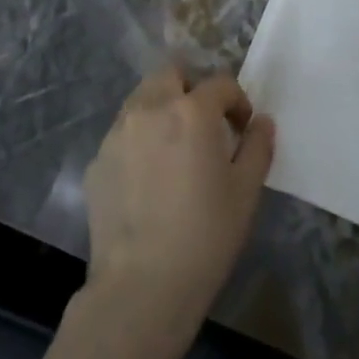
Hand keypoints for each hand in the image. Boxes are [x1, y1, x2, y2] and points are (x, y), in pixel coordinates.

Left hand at [81, 67, 275, 348]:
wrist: (141, 286)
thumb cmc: (205, 235)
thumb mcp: (246, 191)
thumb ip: (257, 146)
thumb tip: (261, 122)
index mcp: (191, 111)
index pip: (220, 83)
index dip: (237, 102)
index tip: (242, 129)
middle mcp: (149, 109)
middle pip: (171, 73)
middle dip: (192, 88)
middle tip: (205, 124)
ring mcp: (117, 133)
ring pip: (142, 99)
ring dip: (163, 109)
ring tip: (175, 150)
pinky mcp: (97, 160)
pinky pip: (123, 134)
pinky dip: (140, 140)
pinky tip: (149, 180)